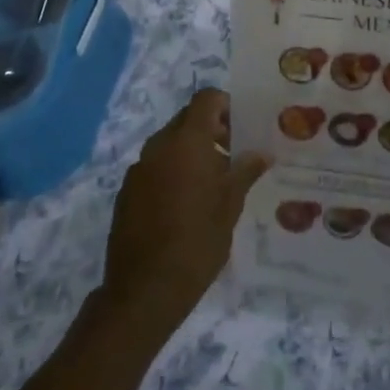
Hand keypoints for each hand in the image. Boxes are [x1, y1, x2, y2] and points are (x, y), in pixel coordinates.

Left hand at [100, 89, 269, 333]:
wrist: (144, 290)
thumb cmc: (197, 241)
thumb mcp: (230, 205)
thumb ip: (245, 171)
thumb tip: (262, 152)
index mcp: (186, 141)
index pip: (206, 99)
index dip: (226, 105)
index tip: (243, 127)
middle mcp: (159, 146)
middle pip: (187, 119)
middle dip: (211, 129)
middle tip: (234, 154)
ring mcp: (138, 169)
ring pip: (170, 144)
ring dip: (192, 152)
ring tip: (214, 182)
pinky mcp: (127, 192)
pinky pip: (155, 167)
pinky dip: (173, 172)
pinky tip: (187, 204)